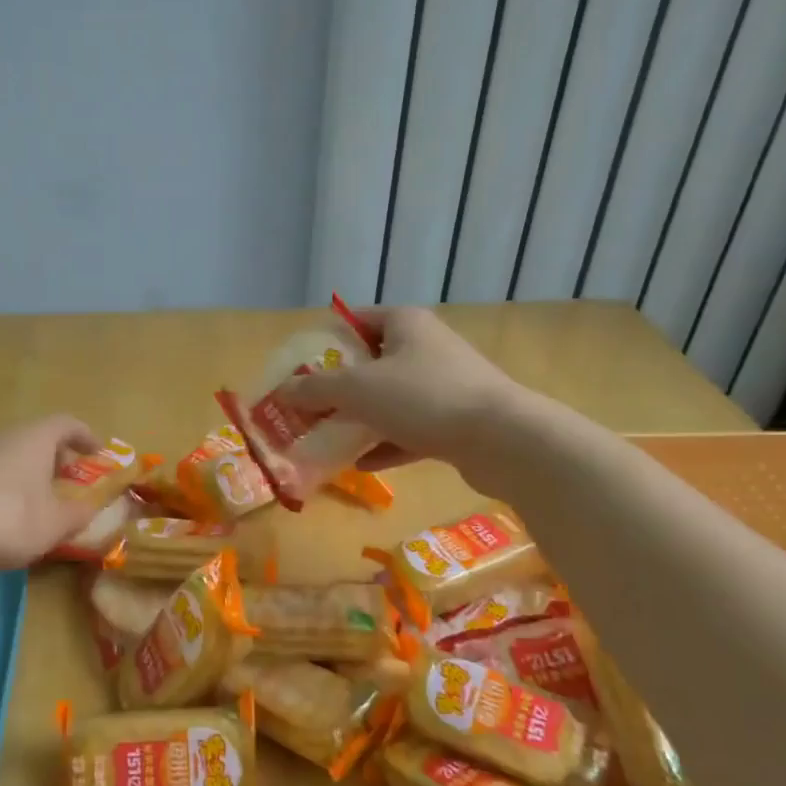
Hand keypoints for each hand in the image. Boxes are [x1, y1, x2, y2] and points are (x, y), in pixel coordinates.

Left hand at [0, 415, 104, 569]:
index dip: (85, 436)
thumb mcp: (54, 524)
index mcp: (33, 438)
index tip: (97, 453)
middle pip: (33, 437)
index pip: (66, 423)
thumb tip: (90, 507)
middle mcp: (0, 436)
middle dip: (53, 457)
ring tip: (30, 501)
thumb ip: (78, 514)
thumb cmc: (6, 519)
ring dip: (23, 472)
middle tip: (64, 480)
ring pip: (5, 454)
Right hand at [283, 306, 524, 469]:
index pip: (356, 320)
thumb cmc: (424, 398)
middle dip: (338, 386)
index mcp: (405, 324)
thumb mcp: (357, 389)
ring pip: (390, 399)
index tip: (298, 368)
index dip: (325, 341)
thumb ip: (315, 389)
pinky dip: (385, 444)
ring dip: (359, 418)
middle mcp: (426, 348)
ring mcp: (445, 386)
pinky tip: (359, 465)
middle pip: (371, 362)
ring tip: (326, 438)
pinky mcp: (456, 421)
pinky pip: (410, 430)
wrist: (503, 440)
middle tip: (307, 407)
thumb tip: (282, 390)